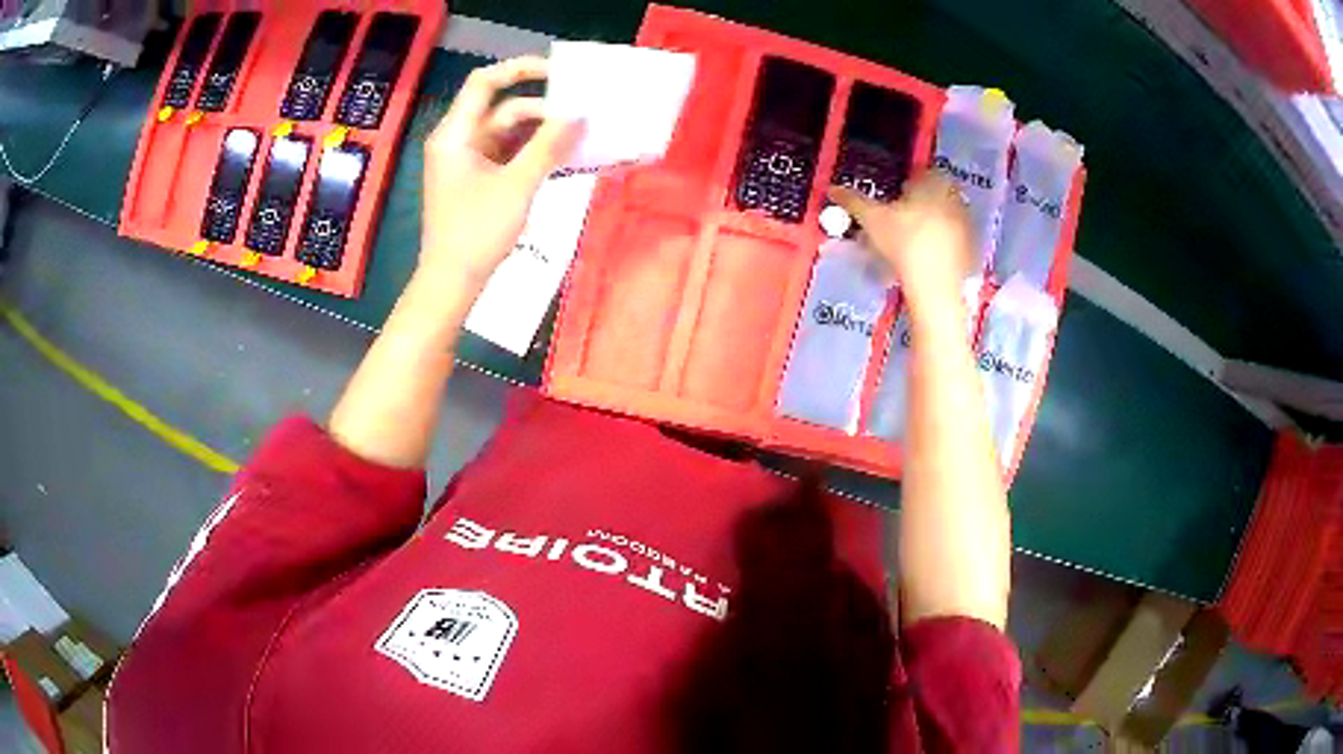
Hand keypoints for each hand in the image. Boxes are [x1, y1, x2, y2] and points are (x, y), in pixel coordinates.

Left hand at [419, 56, 582, 292]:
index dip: (520, 69)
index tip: (559, 73)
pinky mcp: (479, 180)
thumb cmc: (477, 233)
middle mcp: (459, 140)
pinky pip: (510, 155)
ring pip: (510, 133)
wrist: (453, 283)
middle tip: (585, 115)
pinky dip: (535, 154)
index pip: (485, 82)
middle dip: (544, 110)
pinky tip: (566, 157)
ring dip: (543, 134)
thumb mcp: (517, 186)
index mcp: (456, 134)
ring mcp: (469, 161)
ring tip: (583, 136)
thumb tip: (579, 115)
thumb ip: (549, 146)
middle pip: (504, 109)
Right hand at [828, 171, 972, 306]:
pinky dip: (945, 245)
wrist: (934, 285)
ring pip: (948, 217)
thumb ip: (853, 201)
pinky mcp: (972, 249)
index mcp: (934, 184)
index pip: (926, 172)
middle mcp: (955, 199)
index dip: (912, 182)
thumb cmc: (903, 243)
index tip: (900, 195)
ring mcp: (966, 225)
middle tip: (904, 217)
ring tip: (914, 240)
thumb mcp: (872, 220)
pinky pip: (957, 240)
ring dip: (935, 223)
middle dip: (924, 202)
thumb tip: (832, 188)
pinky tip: (928, 259)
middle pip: (939, 194)